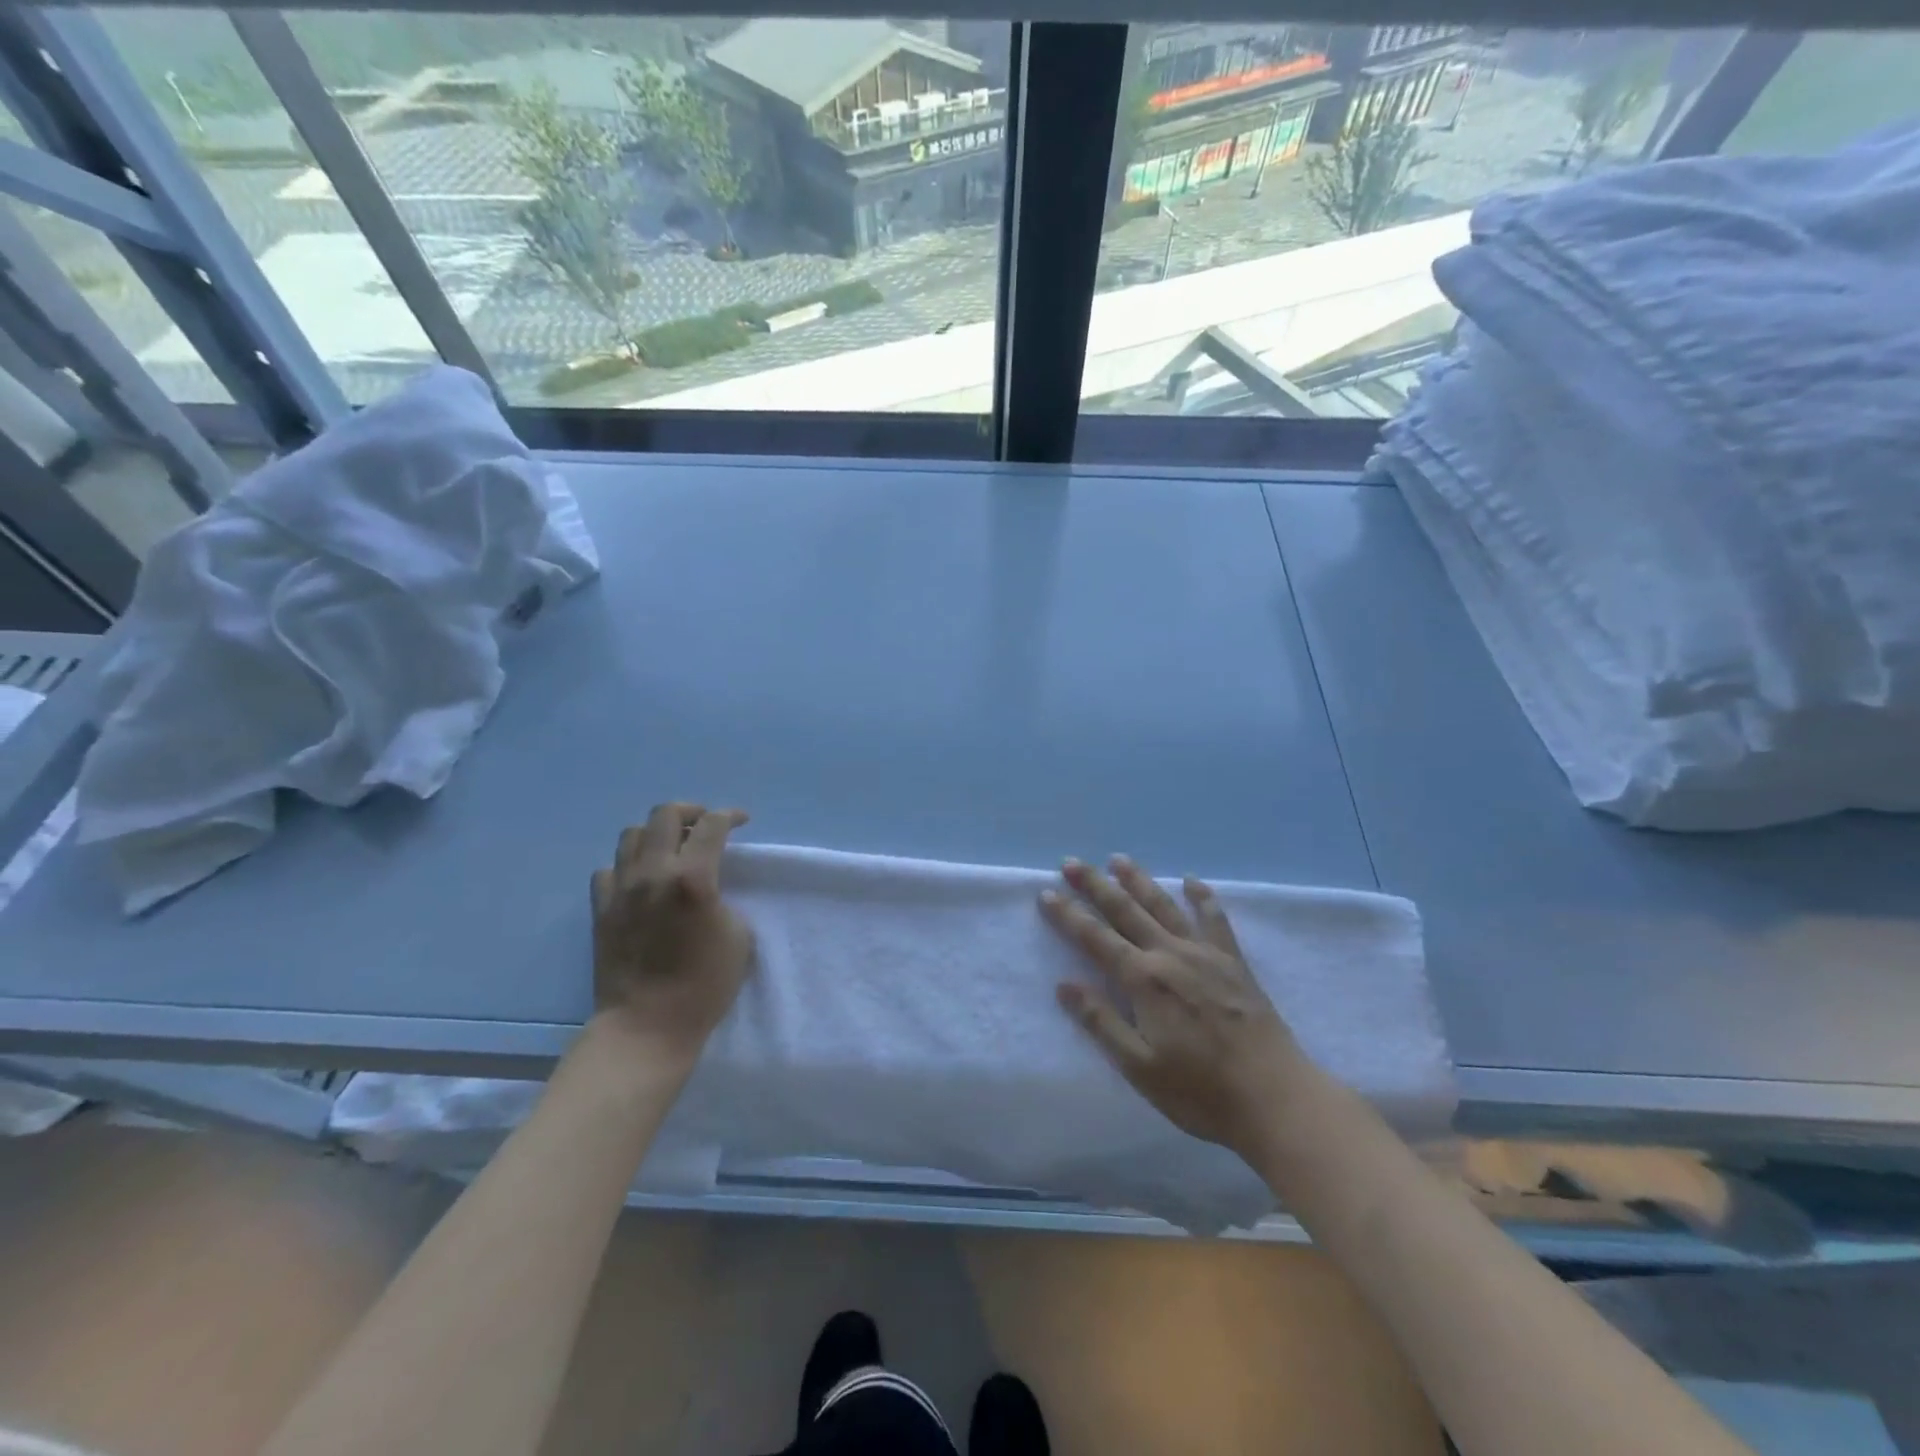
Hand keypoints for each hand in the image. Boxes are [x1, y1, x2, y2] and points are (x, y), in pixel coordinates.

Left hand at [590, 802, 753, 1074]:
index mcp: (693, 878)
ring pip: (632, 835)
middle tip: (705, 826)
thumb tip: (707, 888)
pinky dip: (628, 866)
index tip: (742, 821)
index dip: (731, 816)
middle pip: (665, 815)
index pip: (713, 825)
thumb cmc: (704, 985)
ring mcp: (621, 889)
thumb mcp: (738, 935)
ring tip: (672, 850)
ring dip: (657, 834)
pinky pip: (610, 869)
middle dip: (691, 812)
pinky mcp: (601, 909)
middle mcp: (653, 872)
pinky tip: (642, 882)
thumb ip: (723, 897)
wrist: (647, 1026)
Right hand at [1041, 856, 1310, 1157]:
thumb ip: (1101, 1023)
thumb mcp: (1140, 1068)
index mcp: (1144, 980)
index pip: (1096, 938)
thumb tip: (1064, 985)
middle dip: (1095, 885)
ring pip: (1164, 906)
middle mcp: (1171, 955)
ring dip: (1139, 880)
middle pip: (1126, 911)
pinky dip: (1202, 897)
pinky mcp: (1234, 962)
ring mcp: (1205, 954)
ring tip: (1118, 859)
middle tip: (1071, 861)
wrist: (1276, 1097)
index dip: (1069, 915)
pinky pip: (1214, 920)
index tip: (1047, 892)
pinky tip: (1191, 881)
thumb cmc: (1201, 1091)